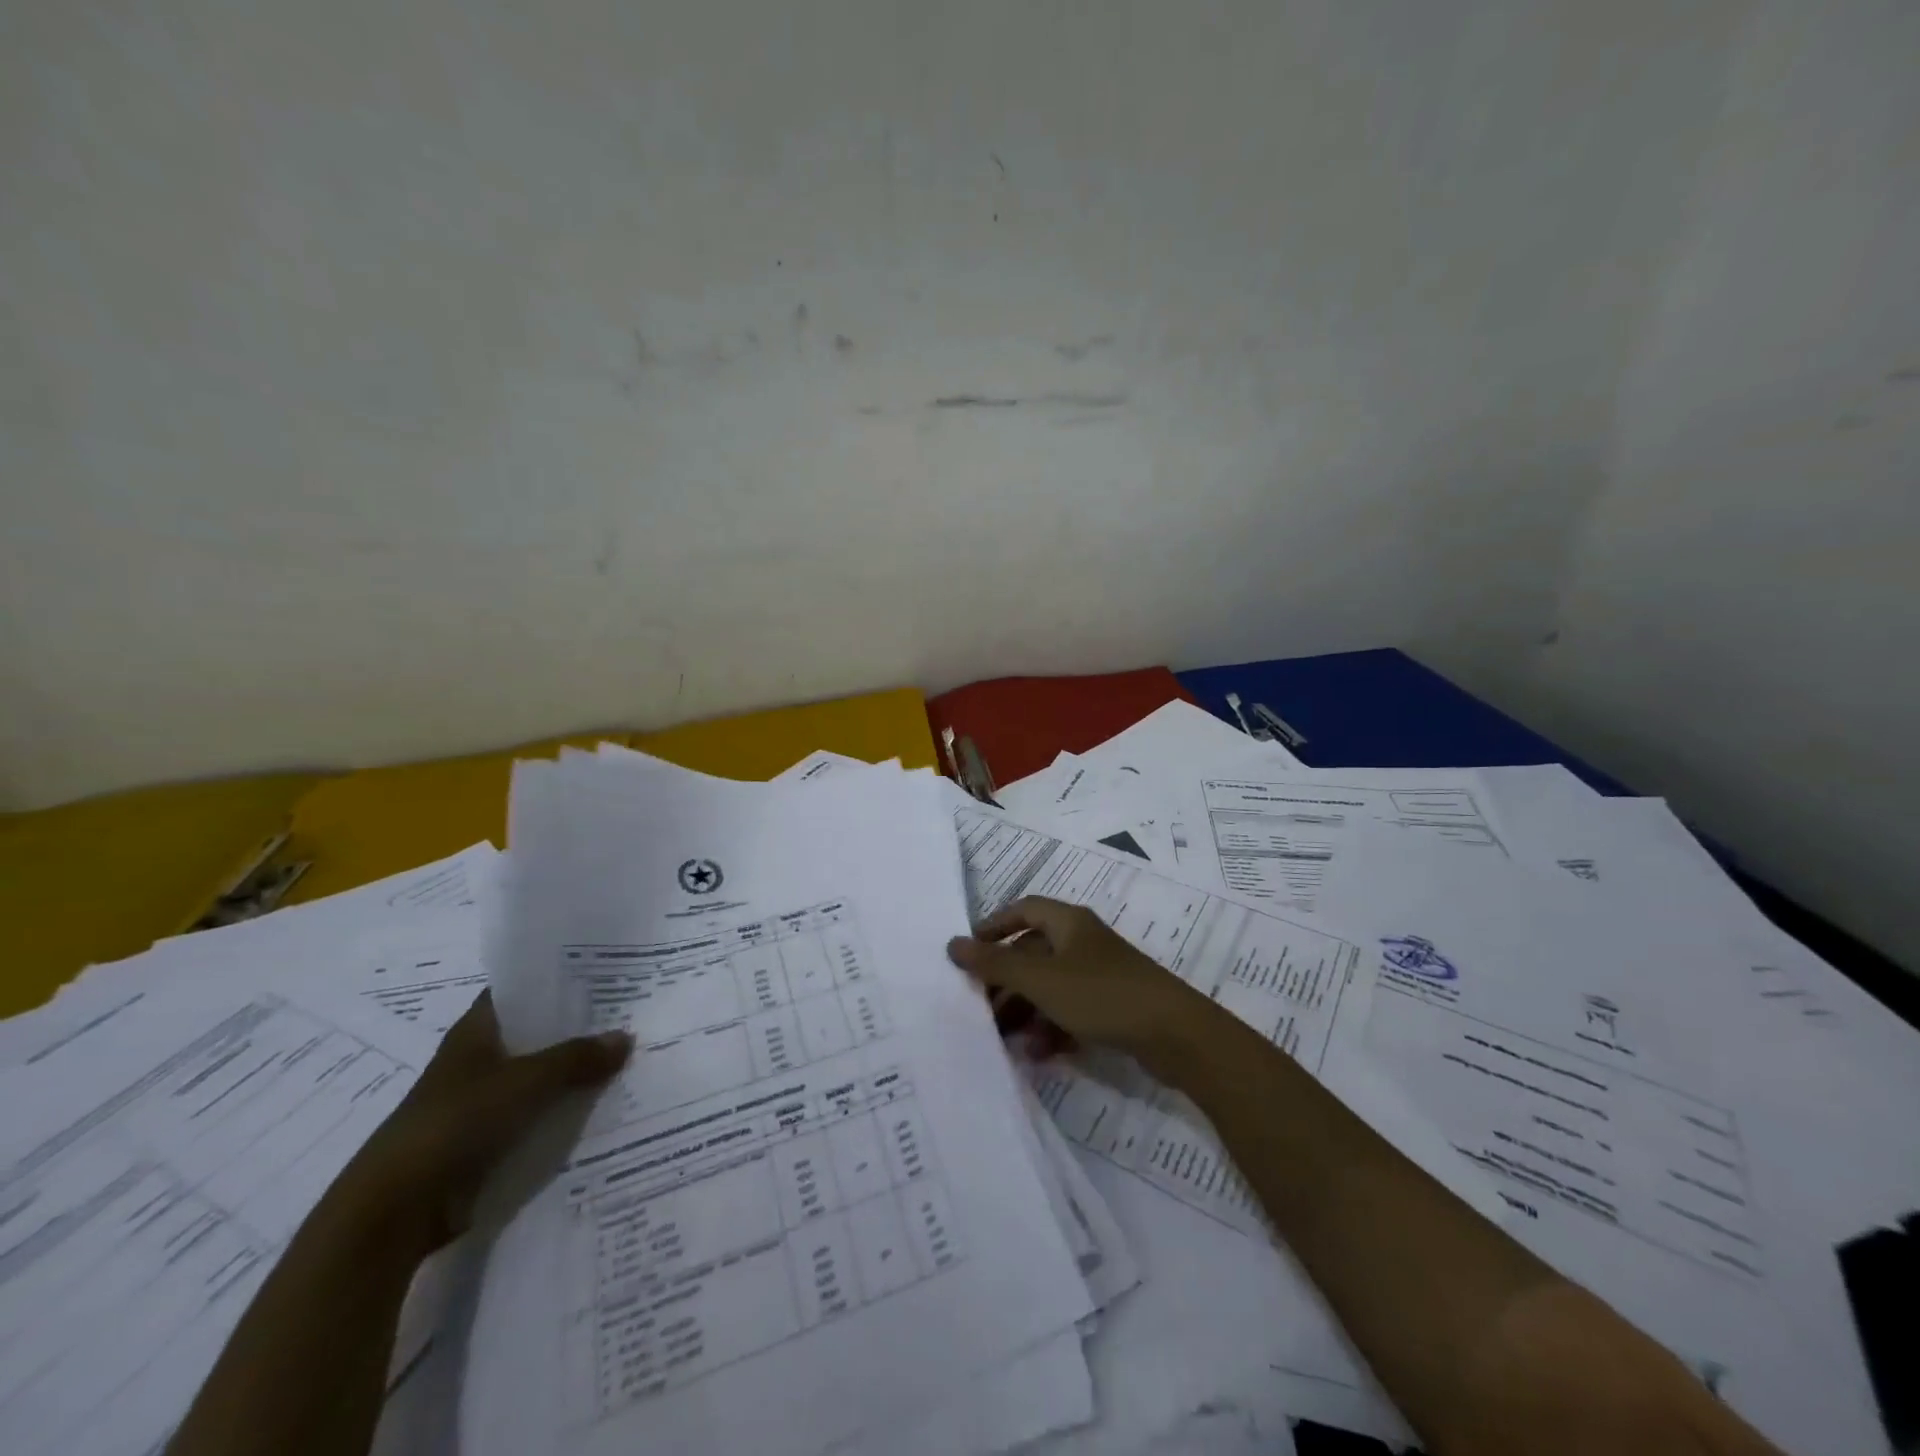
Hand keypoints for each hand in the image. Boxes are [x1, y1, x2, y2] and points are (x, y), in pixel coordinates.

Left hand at [339, 991, 631, 1254]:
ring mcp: (479, 1104)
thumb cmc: (456, 1123)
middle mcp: (476, 1062)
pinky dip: (560, 1115)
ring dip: (571, 1076)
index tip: (601, 972)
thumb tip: (626, 1037)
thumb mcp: (527, 1081)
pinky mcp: (484, 1143)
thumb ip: (577, 1058)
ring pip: (537, 1079)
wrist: (397, 1210)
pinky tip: (599, 1110)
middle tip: (628, 1016)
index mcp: (475, 1032)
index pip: (518, 991)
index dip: (555, 980)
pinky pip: (533, 1119)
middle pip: (534, 1035)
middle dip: (576, 1029)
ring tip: (625, 1062)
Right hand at [946, 897, 1220, 1073]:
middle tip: (979, 1008)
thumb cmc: (1101, 994)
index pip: (1023, 909)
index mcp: (1068, 923)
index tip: (969, 952)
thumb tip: (952, 943)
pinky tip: (1038, 1053)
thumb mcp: (1040, 979)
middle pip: (1033, 952)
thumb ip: (994, 963)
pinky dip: (1051, 1027)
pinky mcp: (1113, 1006)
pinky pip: (1070, 1010)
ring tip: (1004, 1039)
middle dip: (1005, 980)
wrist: (1174, 1033)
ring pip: (1050, 986)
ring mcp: (1099, 975)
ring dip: (1025, 1010)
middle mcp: (1083, 942)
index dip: (994, 926)